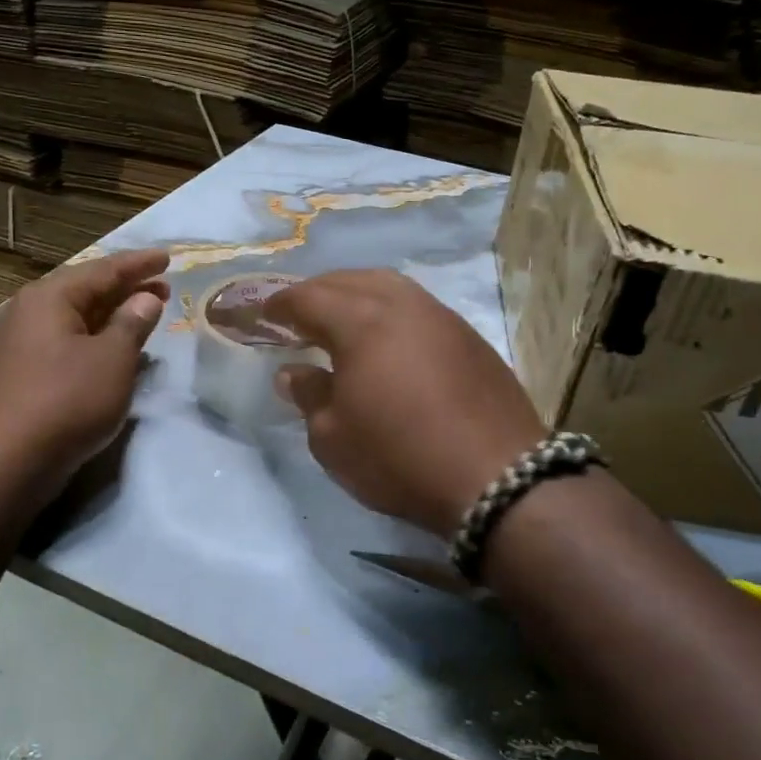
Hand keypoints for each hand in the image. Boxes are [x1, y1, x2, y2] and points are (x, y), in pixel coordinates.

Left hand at [0, 249, 169, 492]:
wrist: (3, 463)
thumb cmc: (65, 402)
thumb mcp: (112, 360)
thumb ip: (132, 324)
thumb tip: (145, 299)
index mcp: (49, 298)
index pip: (103, 270)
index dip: (139, 265)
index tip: (167, 258)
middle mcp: (28, 313)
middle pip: (85, 291)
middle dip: (126, 290)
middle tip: (163, 288)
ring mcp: (18, 345)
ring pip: (74, 320)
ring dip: (110, 317)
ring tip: (143, 317)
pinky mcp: (18, 376)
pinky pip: (64, 344)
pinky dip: (92, 341)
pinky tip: (109, 354)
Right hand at [269, 270, 545, 536]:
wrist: (497, 478)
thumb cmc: (399, 458)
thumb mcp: (334, 438)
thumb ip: (309, 396)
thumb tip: (293, 372)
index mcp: (362, 323)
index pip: (309, 298)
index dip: (281, 304)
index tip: (263, 314)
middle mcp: (403, 306)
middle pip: (351, 281)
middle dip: (319, 291)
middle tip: (299, 313)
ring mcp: (442, 318)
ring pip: (390, 287)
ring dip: (358, 294)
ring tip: (342, 319)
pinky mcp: (470, 338)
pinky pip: (418, 307)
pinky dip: (391, 311)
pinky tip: (389, 339)